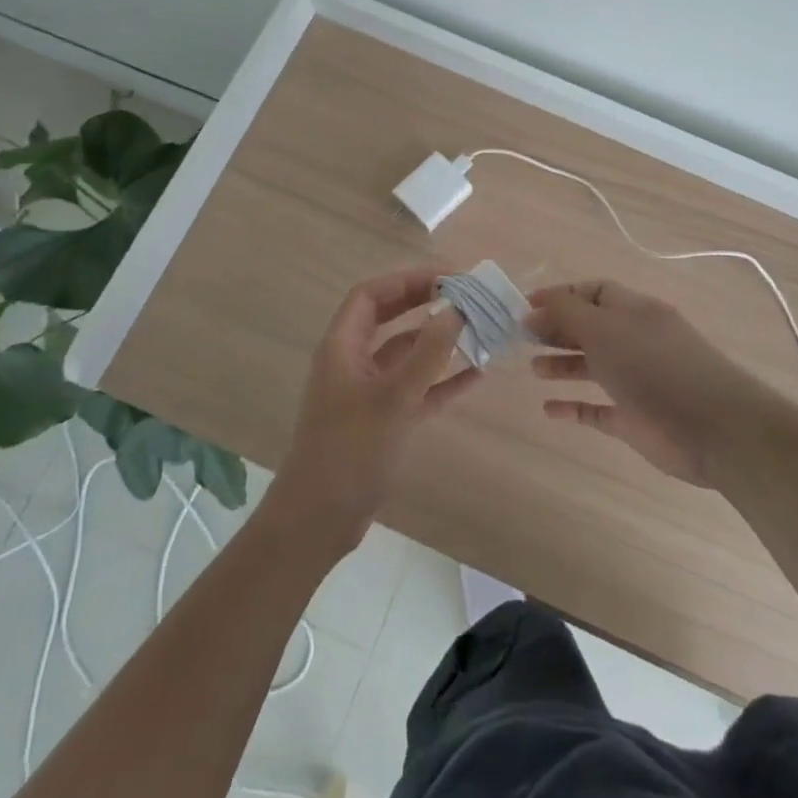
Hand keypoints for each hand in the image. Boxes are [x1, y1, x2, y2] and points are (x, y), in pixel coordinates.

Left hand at [270, 268, 479, 556]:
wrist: (319, 520)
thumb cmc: (350, 450)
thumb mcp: (393, 398)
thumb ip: (427, 353)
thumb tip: (454, 309)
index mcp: (342, 347)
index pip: (371, 295)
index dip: (406, 280)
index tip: (447, 277)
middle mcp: (353, 363)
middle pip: (389, 319)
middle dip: (424, 303)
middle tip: (465, 296)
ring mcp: (368, 393)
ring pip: (406, 354)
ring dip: (438, 341)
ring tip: (477, 329)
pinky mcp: (383, 421)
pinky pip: (417, 389)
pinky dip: (442, 379)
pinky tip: (476, 374)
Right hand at [528, 280, 761, 487]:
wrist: (713, 426)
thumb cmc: (653, 366)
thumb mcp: (604, 328)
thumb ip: (566, 314)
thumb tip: (533, 309)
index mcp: (633, 310)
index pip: (593, 291)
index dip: (561, 296)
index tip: (525, 307)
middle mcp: (635, 340)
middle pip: (590, 327)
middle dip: (557, 329)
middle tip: (521, 337)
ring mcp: (636, 380)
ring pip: (593, 366)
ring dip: (563, 365)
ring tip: (533, 369)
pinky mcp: (635, 418)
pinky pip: (598, 409)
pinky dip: (574, 407)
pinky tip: (549, 410)